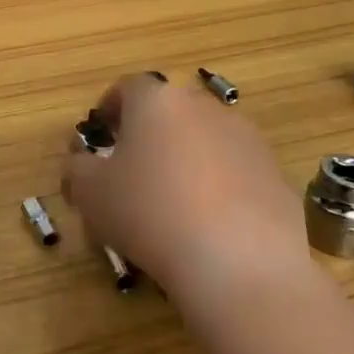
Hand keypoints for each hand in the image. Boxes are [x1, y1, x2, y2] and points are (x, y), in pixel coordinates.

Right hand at [63, 74, 311, 302]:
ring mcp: (247, 140)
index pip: (128, 87)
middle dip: (150, 134)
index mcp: (157, 102)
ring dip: (187, 159)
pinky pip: (237, 172)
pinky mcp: (276, 175)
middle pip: (170, 111)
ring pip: (205, 139)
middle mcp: (204, 108)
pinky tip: (210, 225)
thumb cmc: (150, 214)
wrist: (239, 265)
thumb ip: (77, 169)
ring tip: (173, 201)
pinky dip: (220, 187)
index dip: (110, 108)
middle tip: (133, 169)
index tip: (101, 134)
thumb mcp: (91, 194)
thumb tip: (80, 163)